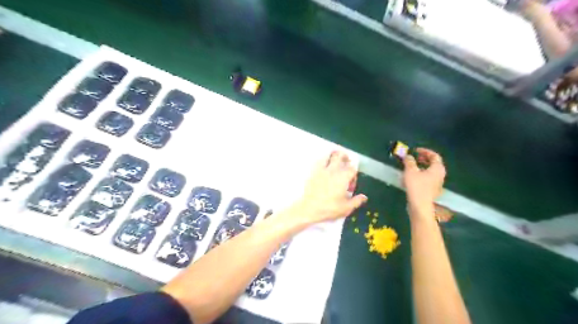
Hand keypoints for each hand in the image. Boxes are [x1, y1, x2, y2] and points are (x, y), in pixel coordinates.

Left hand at [292, 151, 366, 224]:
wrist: (309, 208)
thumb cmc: (329, 209)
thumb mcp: (346, 208)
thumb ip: (357, 201)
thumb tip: (364, 197)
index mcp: (343, 178)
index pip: (352, 168)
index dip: (354, 173)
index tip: (352, 182)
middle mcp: (333, 171)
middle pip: (341, 157)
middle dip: (345, 158)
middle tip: (347, 161)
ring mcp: (322, 170)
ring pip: (329, 156)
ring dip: (334, 155)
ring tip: (336, 157)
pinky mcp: (313, 172)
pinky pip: (319, 161)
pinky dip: (323, 160)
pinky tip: (323, 163)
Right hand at [403, 148, 445, 213]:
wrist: (420, 206)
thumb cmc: (417, 186)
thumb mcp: (410, 171)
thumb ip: (409, 161)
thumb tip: (408, 156)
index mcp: (438, 168)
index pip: (434, 155)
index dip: (425, 151)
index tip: (415, 150)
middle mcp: (440, 175)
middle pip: (433, 163)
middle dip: (423, 159)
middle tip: (413, 157)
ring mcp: (437, 184)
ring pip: (430, 171)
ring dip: (421, 167)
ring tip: (411, 167)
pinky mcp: (432, 190)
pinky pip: (427, 178)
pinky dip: (420, 174)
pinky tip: (411, 177)